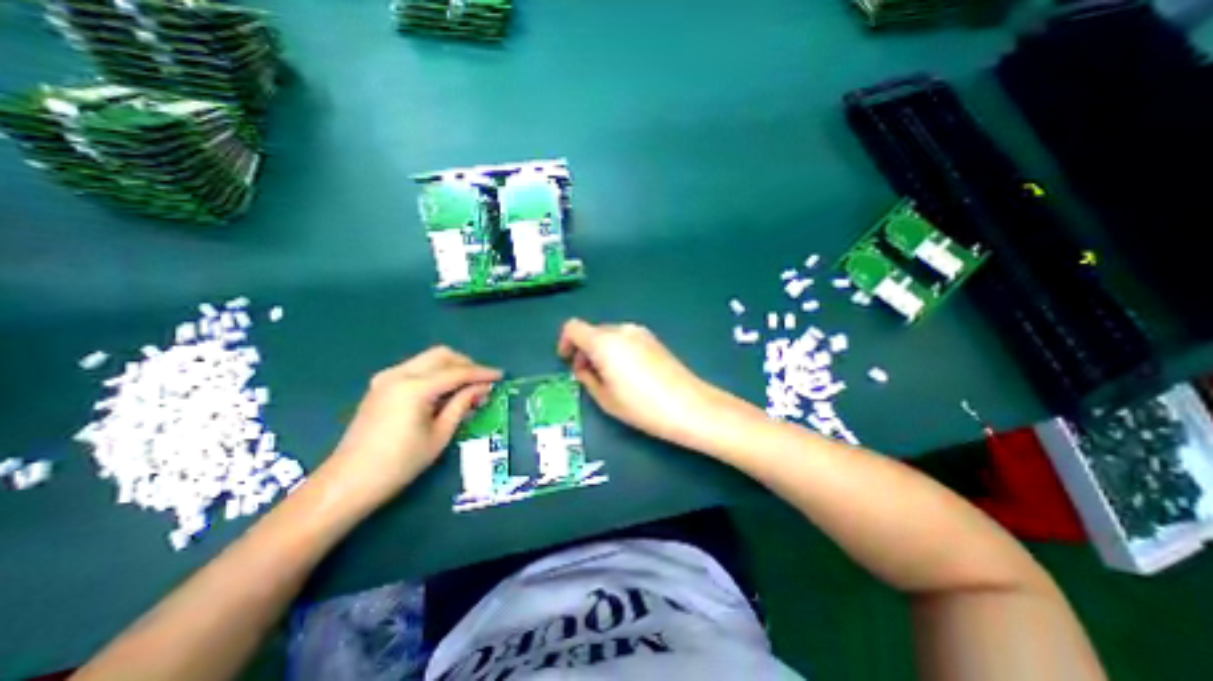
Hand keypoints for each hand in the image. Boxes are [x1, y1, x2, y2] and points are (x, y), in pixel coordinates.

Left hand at [317, 348, 503, 513]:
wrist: (348, 482)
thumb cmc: (400, 463)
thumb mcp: (440, 434)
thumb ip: (462, 404)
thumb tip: (483, 388)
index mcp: (415, 388)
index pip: (457, 372)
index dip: (482, 373)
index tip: (501, 376)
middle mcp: (399, 374)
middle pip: (442, 355)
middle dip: (466, 364)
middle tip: (482, 382)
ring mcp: (386, 377)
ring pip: (428, 359)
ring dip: (451, 367)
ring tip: (466, 387)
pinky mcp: (381, 385)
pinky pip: (416, 368)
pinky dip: (435, 373)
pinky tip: (443, 391)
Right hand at [556, 320, 728, 447]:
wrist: (689, 406)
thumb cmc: (642, 406)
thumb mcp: (605, 398)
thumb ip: (587, 378)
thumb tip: (583, 367)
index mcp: (604, 342)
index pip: (573, 327)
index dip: (565, 342)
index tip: (567, 360)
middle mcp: (621, 330)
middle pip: (592, 331)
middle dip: (584, 350)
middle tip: (587, 375)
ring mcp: (640, 333)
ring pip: (610, 336)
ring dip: (601, 351)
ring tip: (608, 378)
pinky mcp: (654, 340)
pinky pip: (626, 339)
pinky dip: (617, 350)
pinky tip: (627, 374)